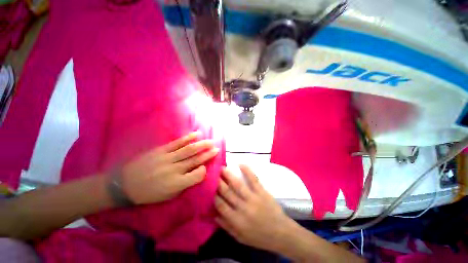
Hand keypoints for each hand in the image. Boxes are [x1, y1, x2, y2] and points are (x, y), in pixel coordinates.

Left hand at [121, 132, 218, 204]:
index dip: (204, 170)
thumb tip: (198, 172)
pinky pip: (177, 143)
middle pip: (195, 160)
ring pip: (189, 150)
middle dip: (208, 154)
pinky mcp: (161, 150)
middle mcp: (174, 170)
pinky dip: (189, 138)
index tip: (207, 167)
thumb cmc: (149, 193)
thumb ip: (185, 184)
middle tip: (217, 149)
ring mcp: (167, 158)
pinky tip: (197, 134)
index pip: (197, 175)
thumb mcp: (169, 195)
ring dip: (202, 145)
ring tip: (211, 142)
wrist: (124, 185)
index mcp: (176, 184)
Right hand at [214, 165, 295, 252]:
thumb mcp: (240, 238)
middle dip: (219, 182)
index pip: (221, 205)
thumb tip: (214, 214)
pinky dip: (247, 171)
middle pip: (227, 192)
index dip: (214, 195)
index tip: (210, 188)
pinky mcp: (262, 192)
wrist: (281, 233)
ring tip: (222, 168)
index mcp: (236, 220)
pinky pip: (253, 179)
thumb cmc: (259, 237)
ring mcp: (253, 198)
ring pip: (238, 185)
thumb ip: (226, 226)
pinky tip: (241, 164)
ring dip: (229, 175)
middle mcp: (243, 208)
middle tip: (214, 174)